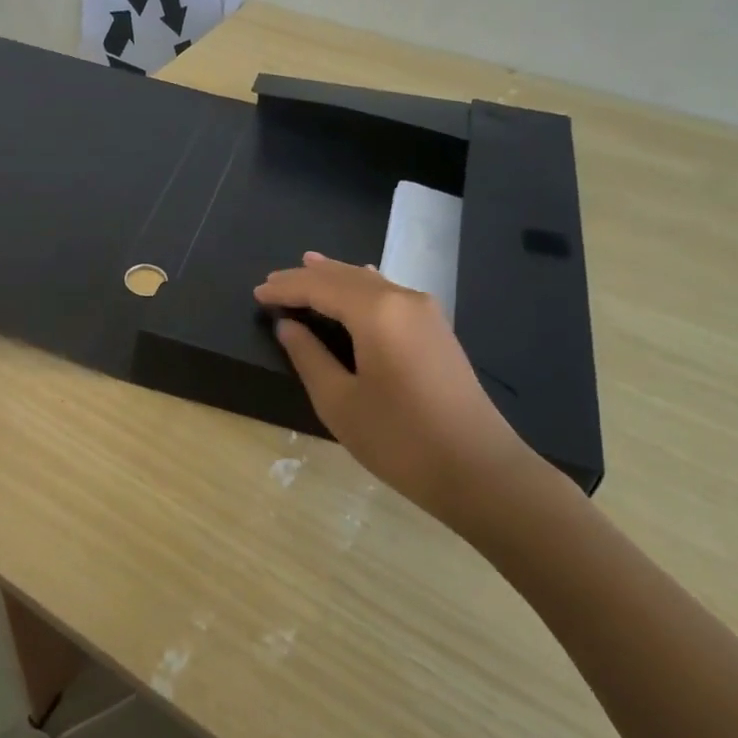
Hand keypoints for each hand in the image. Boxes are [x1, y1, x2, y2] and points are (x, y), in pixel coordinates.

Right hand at [255, 253, 532, 524]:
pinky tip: (358, 283)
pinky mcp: (436, 330)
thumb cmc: (400, 440)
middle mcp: (402, 299)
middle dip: (307, 277)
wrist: (480, 471)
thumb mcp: (339, 402)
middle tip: (273, 280)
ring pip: (370, 282)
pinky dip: (362, 287)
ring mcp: (425, 312)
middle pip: (345, 277)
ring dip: (335, 278)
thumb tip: (288, 326)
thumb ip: (309, 357)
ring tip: (306, 266)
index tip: (256, 294)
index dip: (285, 289)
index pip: (319, 288)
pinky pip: (389, 293)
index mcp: (376, 312)